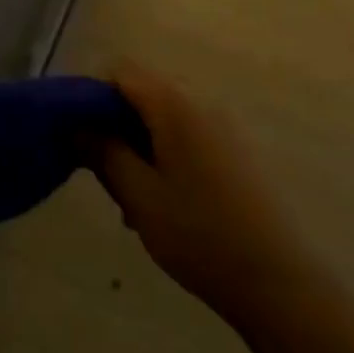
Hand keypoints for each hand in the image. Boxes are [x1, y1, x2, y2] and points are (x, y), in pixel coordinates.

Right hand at [91, 65, 309, 326]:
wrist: (280, 281)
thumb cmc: (200, 235)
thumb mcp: (139, 196)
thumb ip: (104, 152)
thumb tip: (76, 124)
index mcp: (174, 104)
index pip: (120, 71)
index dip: (90, 94)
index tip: (73, 133)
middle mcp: (201, 101)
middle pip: (142, 92)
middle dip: (114, 123)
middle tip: (99, 171)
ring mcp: (223, 125)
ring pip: (163, 118)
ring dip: (138, 144)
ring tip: (129, 198)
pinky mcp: (236, 149)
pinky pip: (187, 135)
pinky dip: (164, 154)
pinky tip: (162, 202)